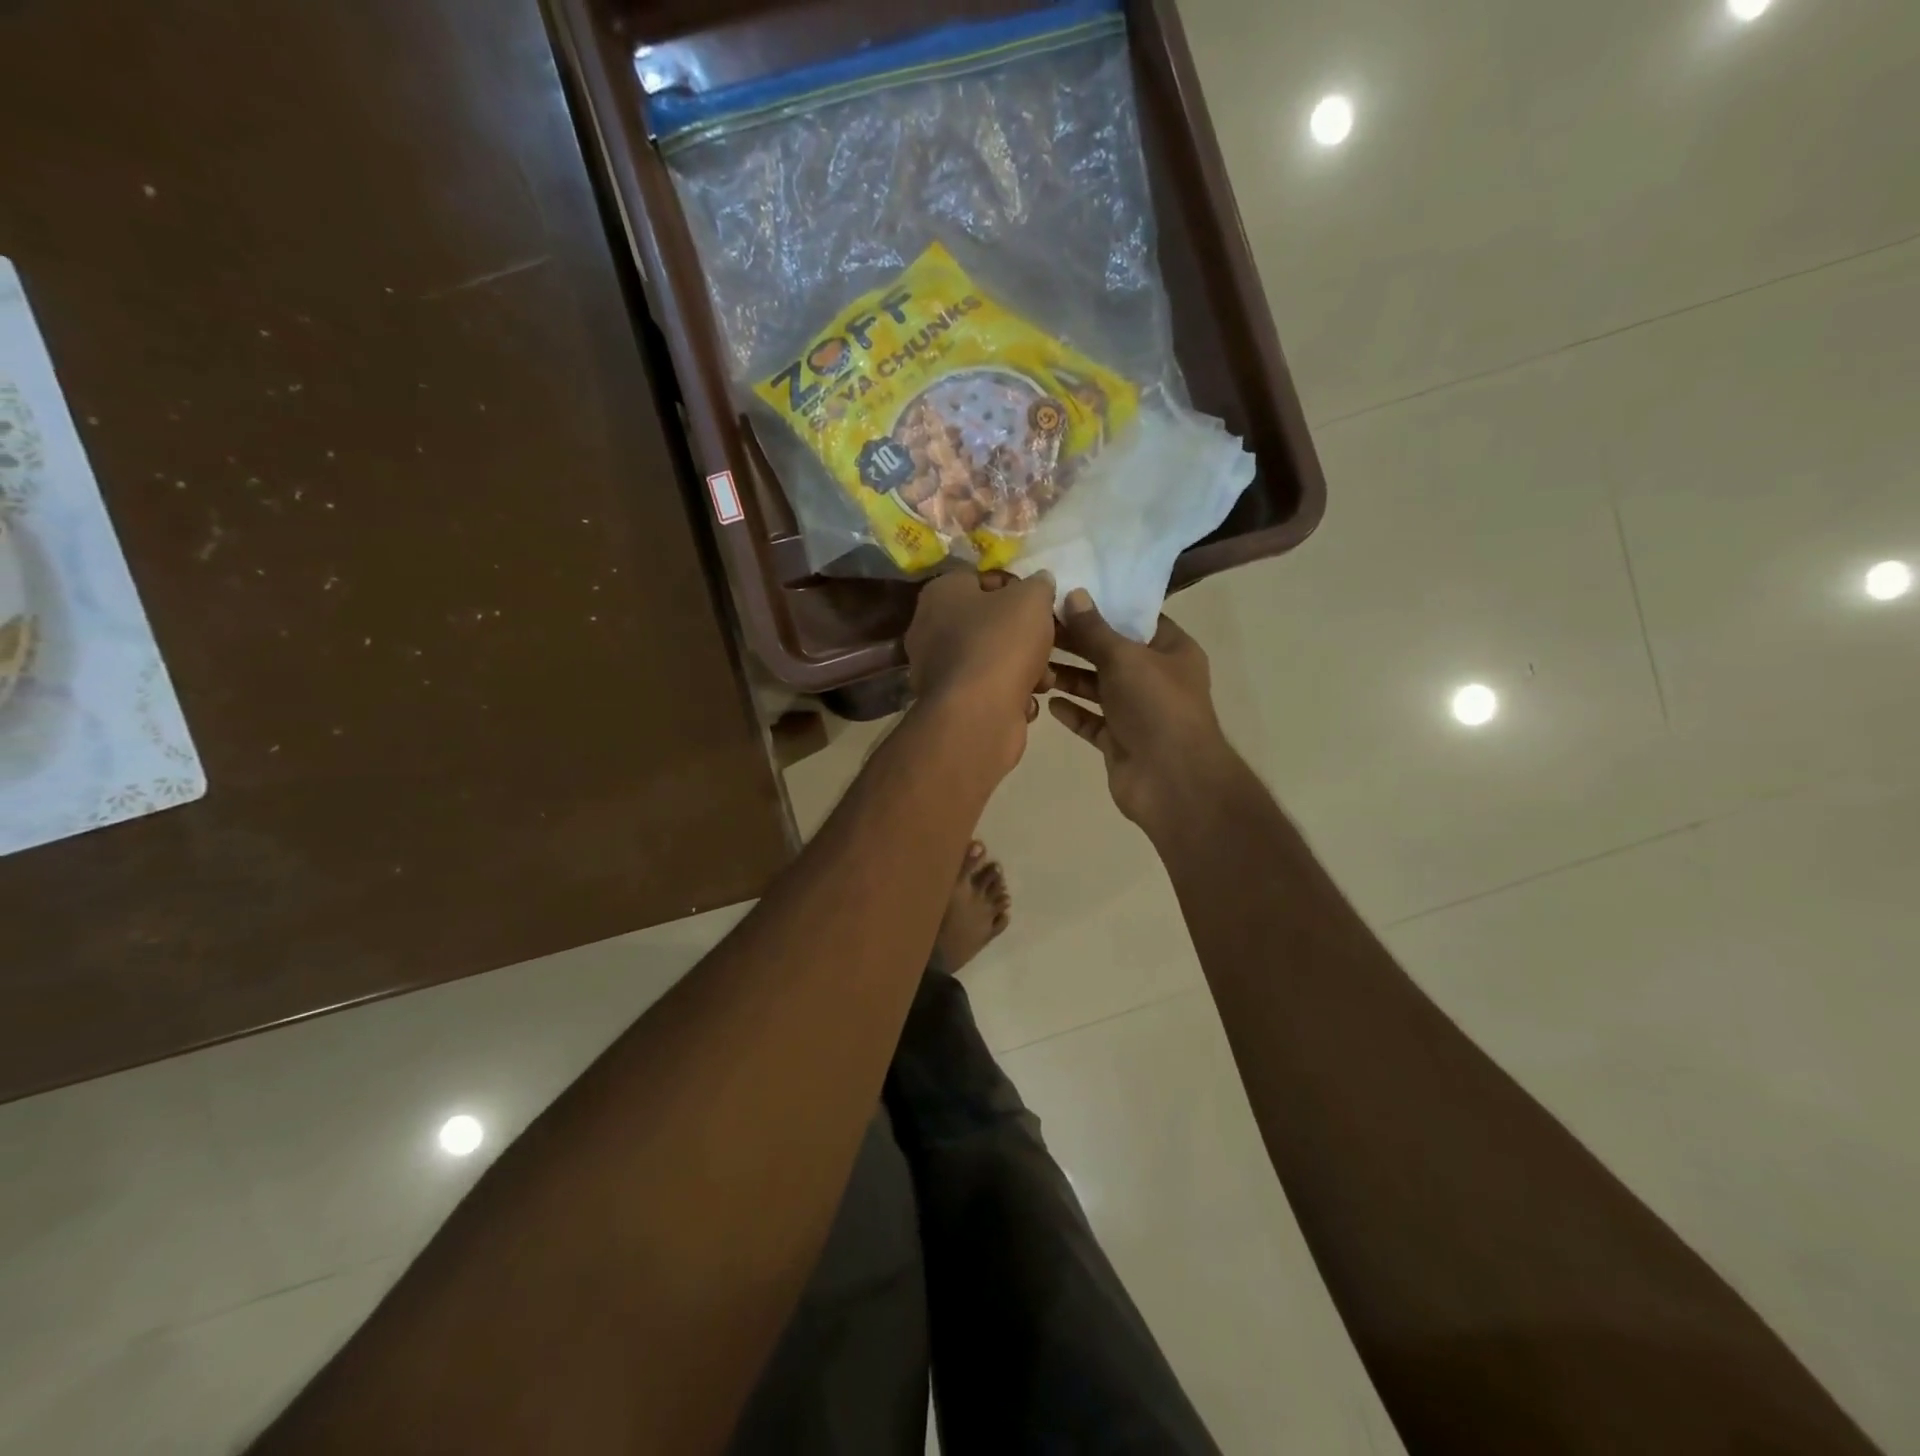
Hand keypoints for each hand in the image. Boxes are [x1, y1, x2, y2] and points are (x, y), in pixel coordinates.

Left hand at [906, 569, 1056, 771]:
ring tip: (1044, 679)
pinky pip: (985, 691)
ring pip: (989, 660)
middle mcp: (929, 629)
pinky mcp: (950, 704)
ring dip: (1022, 669)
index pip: (979, 579)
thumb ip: (1038, 585)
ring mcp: (937, 670)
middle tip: (1047, 643)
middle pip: (986, 623)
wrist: (977, 714)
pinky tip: (1025, 704)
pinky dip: (1007, 696)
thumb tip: (1039, 582)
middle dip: (1022, 635)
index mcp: (940, 593)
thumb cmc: (1001, 643)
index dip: (1014, 588)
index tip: (1040, 604)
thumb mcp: (1032, 599)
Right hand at [1049, 588, 1240, 830]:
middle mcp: (1156, 678)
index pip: (1137, 620)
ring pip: (1098, 687)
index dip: (1104, 607)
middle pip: (1111, 653)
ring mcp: (1137, 712)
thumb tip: (1073, 594)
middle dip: (1078, 643)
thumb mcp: (1125, 658)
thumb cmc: (1156, 707)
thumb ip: (1095, 630)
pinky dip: (1072, 711)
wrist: (1171, 781)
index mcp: (1172, 651)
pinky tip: (1048, 701)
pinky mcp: (1119, 740)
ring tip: (1034, 664)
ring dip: (1070, 677)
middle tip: (1037, 628)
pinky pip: (1092, 720)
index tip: (1066, 596)